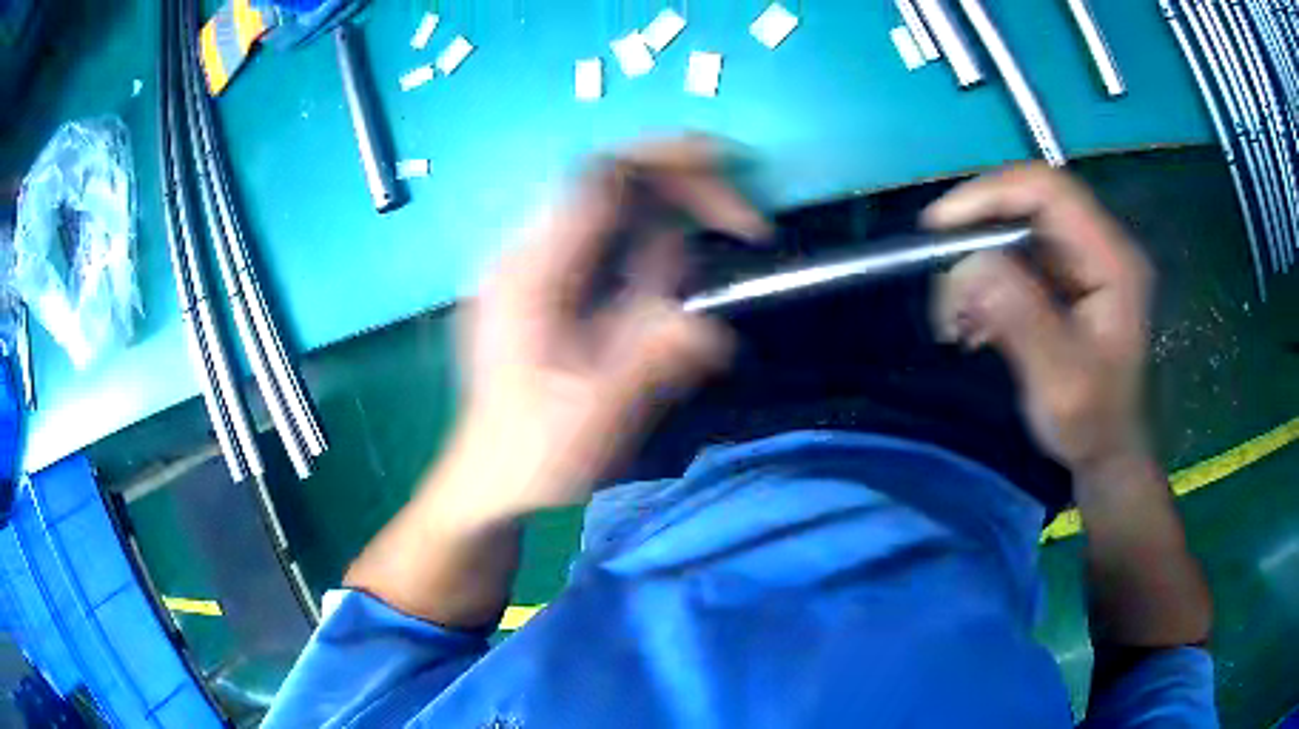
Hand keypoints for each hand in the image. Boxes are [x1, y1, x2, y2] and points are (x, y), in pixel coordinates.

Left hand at [455, 136, 769, 522]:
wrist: (487, 480)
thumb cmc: (534, 454)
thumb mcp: (597, 414)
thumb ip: (652, 357)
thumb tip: (712, 327)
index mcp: (529, 273)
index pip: (600, 177)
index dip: (670, 161)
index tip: (734, 173)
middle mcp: (525, 252)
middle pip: (608, 179)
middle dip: (681, 186)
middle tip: (743, 224)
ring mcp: (531, 264)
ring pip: (610, 204)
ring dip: (673, 211)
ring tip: (722, 238)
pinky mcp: (543, 282)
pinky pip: (605, 235)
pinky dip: (653, 237)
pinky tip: (676, 272)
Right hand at [924, 164, 1154, 473]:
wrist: (1108, 453)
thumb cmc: (1093, 424)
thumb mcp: (1060, 382)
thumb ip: (1022, 320)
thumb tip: (969, 263)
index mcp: (1112, 261)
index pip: (1049, 190)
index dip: (992, 194)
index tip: (940, 226)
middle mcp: (1099, 246)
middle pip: (1027, 202)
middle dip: (976, 234)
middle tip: (943, 282)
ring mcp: (1081, 259)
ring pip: (1014, 229)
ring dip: (975, 264)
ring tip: (955, 318)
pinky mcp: (1064, 277)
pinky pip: (1014, 257)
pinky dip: (983, 283)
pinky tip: (972, 325)